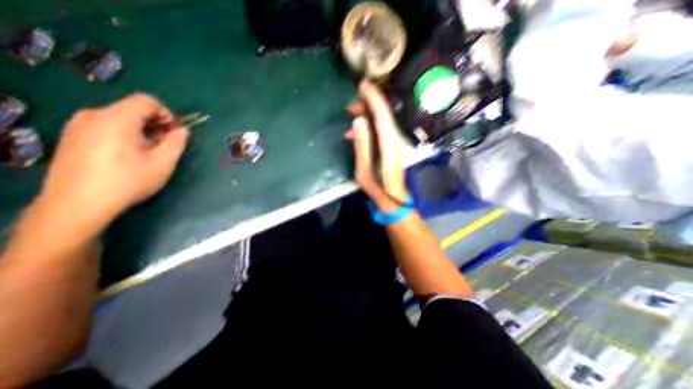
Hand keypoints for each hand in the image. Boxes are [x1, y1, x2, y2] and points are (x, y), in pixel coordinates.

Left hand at [38, 93, 188, 228]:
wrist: (77, 204)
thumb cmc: (127, 182)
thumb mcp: (162, 164)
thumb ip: (176, 143)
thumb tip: (183, 130)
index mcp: (117, 119)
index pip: (146, 101)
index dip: (166, 113)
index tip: (173, 133)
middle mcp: (94, 115)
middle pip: (133, 109)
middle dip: (155, 124)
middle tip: (163, 146)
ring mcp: (78, 125)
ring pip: (120, 118)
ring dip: (141, 131)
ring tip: (147, 153)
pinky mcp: (72, 136)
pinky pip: (106, 126)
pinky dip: (124, 134)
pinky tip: (127, 156)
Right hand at [345, 79, 407, 211]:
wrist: (394, 199)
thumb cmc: (378, 189)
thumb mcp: (364, 171)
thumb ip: (362, 146)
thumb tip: (358, 121)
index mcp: (389, 145)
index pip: (382, 115)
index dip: (373, 98)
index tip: (362, 85)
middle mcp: (396, 139)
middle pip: (384, 114)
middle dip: (367, 105)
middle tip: (349, 108)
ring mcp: (397, 142)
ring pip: (383, 119)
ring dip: (367, 115)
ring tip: (350, 119)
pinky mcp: (394, 145)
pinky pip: (382, 128)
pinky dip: (369, 125)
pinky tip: (356, 133)